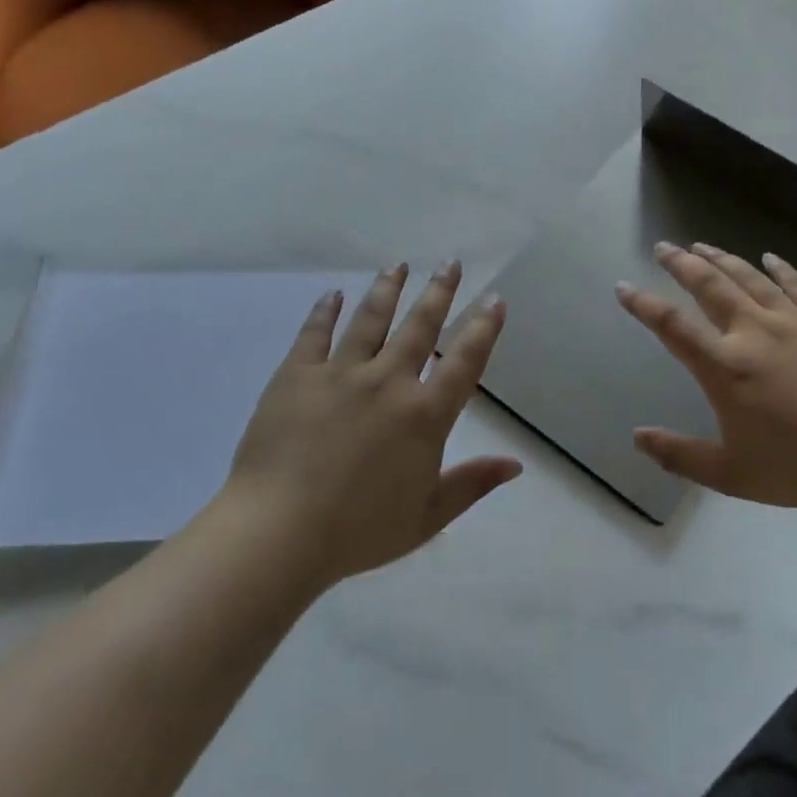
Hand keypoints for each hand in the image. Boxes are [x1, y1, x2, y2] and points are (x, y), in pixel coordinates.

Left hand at [211, 261, 518, 585]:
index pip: (464, 361)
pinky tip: (332, 294)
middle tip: (450, 263)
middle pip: (420, 326)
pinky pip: (315, 333)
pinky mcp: (297, 375)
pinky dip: (324, 311)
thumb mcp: (429, 517)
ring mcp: (341, 373)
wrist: (280, 533)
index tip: (494, 299)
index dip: (483, 328)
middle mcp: (388, 382)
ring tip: (398, 265)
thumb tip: (516, 465)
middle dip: (439, 291)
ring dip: (387, 289)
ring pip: (370, 318)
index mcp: (424, 415)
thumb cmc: (360, 531)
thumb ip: (473, 484)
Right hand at [616, 243, 796, 518]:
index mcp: (725, 368)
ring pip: (749, 277)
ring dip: (721, 258)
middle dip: (681, 264)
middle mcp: (754, 333)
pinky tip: (769, 258)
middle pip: (709, 286)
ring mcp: (794, 322)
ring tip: (702, 245)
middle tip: (664, 247)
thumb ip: (678, 455)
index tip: (624, 286)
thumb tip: (637, 437)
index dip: (643, 304)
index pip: (672, 326)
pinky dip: (779, 268)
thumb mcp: (731, 474)